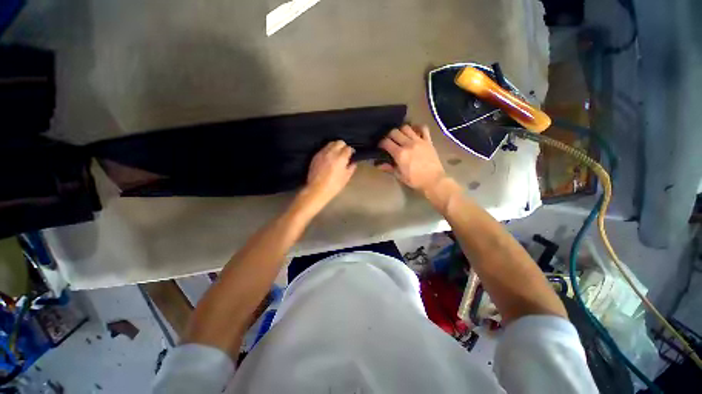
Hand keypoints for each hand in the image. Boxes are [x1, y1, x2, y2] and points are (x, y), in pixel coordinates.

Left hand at [302, 140, 356, 206]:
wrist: (317, 189)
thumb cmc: (334, 185)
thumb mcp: (346, 178)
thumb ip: (351, 168)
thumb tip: (353, 162)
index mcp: (341, 158)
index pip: (348, 148)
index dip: (351, 151)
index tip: (352, 155)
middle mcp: (331, 152)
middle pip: (339, 142)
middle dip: (343, 146)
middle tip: (344, 153)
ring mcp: (322, 153)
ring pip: (330, 143)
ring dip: (335, 147)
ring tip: (336, 154)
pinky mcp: (316, 156)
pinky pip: (323, 149)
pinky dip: (328, 150)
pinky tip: (329, 158)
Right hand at [378, 125, 446, 193]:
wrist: (434, 180)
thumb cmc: (415, 180)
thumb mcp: (400, 176)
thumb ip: (389, 168)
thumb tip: (378, 164)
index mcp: (400, 154)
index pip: (386, 142)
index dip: (381, 143)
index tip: (380, 146)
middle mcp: (408, 144)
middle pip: (394, 132)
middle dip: (389, 135)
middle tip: (389, 141)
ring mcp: (419, 141)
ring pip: (406, 127)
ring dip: (401, 130)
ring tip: (400, 136)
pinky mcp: (428, 140)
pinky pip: (423, 128)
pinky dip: (417, 127)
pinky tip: (414, 131)